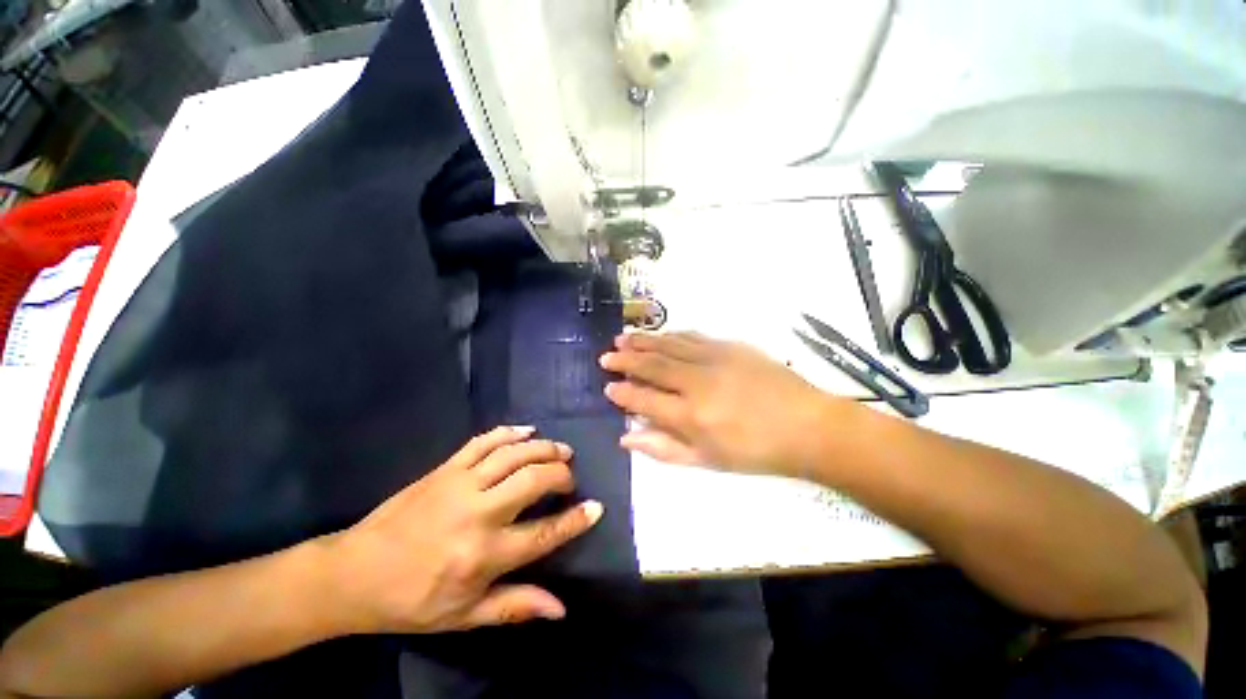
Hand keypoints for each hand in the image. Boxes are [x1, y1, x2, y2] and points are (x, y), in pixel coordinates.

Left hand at [318, 427, 601, 634]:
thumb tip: (561, 609)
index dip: (575, 519)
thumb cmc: (412, 601)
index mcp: (483, 555)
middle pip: (534, 480)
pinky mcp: (446, 468)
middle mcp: (478, 513)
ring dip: (544, 448)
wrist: (355, 572)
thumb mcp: (464, 616)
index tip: (596, 507)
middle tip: (571, 477)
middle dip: (561, 475)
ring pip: (514, 454)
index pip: (544, 533)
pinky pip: (484, 441)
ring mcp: (461, 484)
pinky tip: (528, 430)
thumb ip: (515, 606)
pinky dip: (510, 431)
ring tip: (561, 450)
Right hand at [600, 332, 837, 475]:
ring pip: (669, 345)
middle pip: (652, 366)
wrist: (807, 425)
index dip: (623, 393)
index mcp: (691, 416)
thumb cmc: (755, 451)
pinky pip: (692, 337)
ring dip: (643, 341)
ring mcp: (714, 359)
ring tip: (622, 338)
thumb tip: (626, 437)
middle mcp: (697, 383)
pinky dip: (671, 335)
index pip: (644, 400)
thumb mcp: (707, 461)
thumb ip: (664, 448)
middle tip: (606, 356)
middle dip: (625, 360)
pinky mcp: (730, 346)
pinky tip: (660, 335)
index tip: (608, 388)